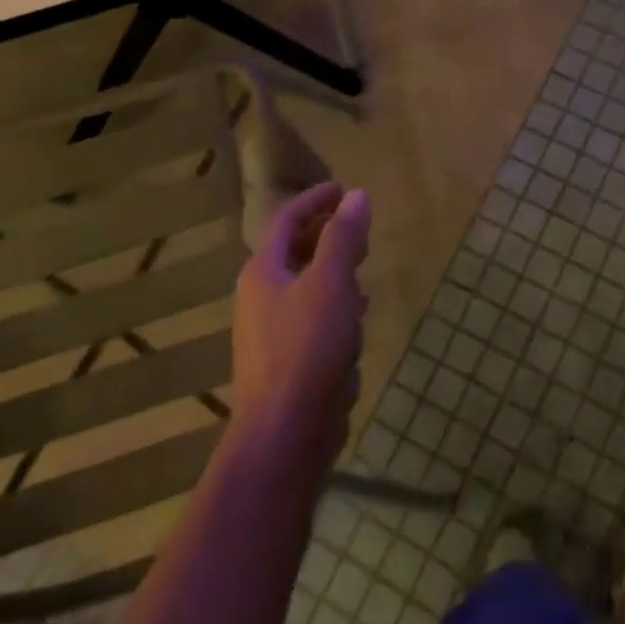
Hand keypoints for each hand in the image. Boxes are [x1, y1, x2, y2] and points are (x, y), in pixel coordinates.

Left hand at [231, 182, 370, 477]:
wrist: (285, 435)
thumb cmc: (307, 348)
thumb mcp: (331, 283)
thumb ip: (344, 237)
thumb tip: (357, 195)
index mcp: (264, 273)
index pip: (287, 220)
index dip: (315, 200)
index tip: (344, 189)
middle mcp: (261, 298)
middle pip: (295, 252)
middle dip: (328, 236)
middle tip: (360, 229)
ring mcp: (272, 332)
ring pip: (307, 286)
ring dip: (334, 273)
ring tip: (362, 271)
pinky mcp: (289, 361)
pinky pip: (314, 319)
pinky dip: (335, 308)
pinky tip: (356, 322)